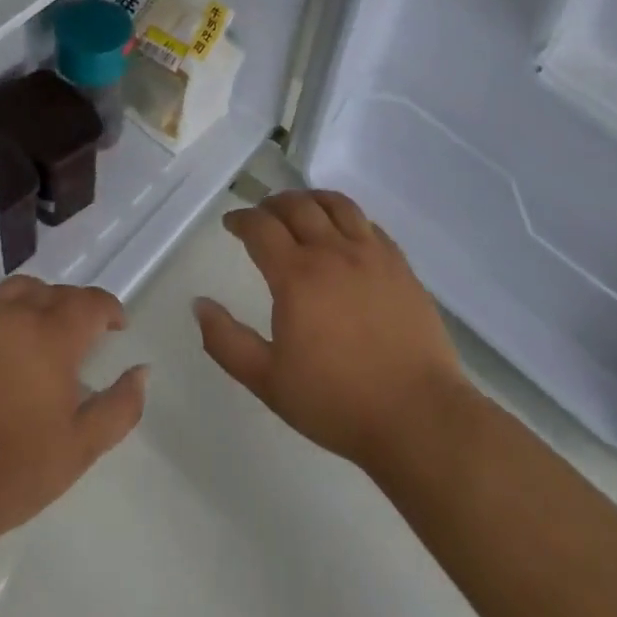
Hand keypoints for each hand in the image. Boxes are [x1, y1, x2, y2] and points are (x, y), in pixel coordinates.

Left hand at [0, 277, 146, 554]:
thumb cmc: (14, 471)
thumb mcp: (81, 448)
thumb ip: (120, 406)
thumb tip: (142, 371)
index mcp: (51, 335)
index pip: (90, 302)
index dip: (109, 309)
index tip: (117, 326)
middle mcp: (14, 313)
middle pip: (55, 292)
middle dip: (75, 308)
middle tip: (82, 337)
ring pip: (18, 291)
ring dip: (38, 302)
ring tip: (42, 332)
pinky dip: (4, 314)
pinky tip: (3, 347)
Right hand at [194, 191, 469, 474]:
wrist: (418, 416)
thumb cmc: (337, 402)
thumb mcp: (268, 381)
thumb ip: (226, 341)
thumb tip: (199, 304)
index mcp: (296, 275)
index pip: (260, 227)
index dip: (241, 219)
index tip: (231, 224)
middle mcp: (332, 252)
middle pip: (297, 206)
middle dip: (272, 204)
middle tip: (261, 214)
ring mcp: (371, 254)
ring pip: (336, 204)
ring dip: (310, 199)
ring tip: (300, 209)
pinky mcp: (400, 265)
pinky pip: (368, 223)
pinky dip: (346, 216)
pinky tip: (343, 231)